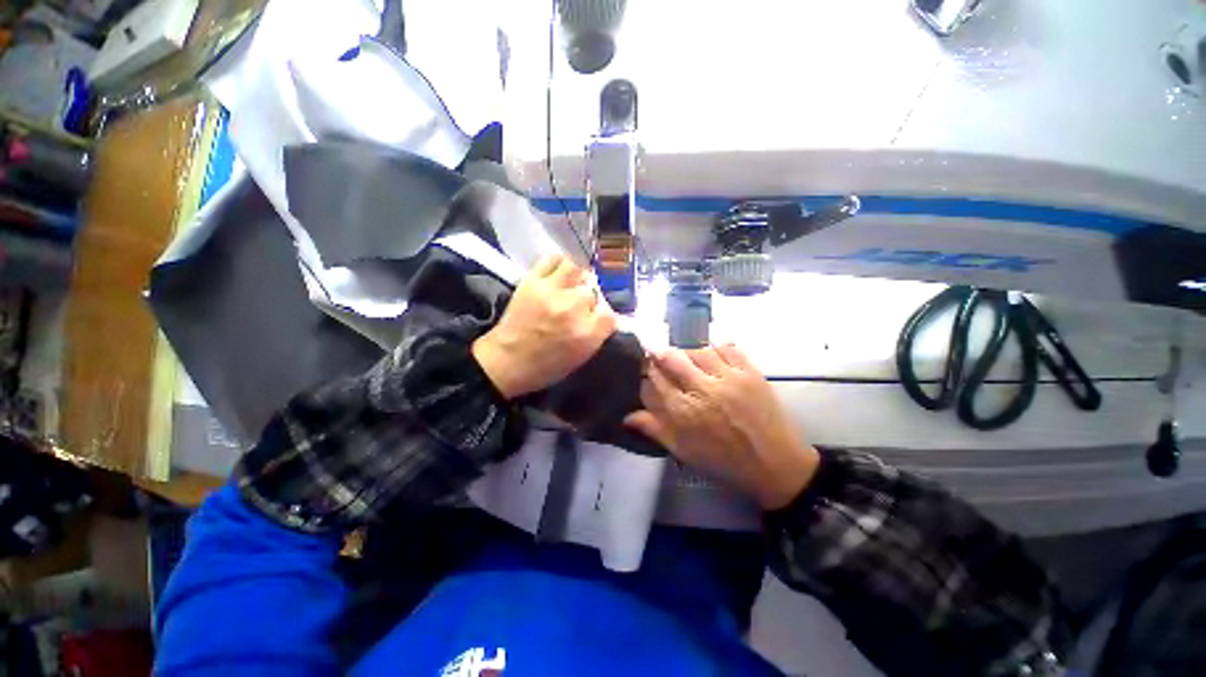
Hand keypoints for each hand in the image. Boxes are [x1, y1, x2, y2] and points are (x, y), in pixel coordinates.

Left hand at [472, 254, 616, 398]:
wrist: (505, 362)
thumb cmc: (544, 367)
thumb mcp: (578, 359)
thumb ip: (595, 335)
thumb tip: (602, 316)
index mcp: (586, 334)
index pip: (610, 314)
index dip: (603, 316)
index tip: (595, 320)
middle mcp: (572, 309)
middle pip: (593, 292)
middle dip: (588, 300)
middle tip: (578, 306)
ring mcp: (551, 292)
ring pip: (576, 269)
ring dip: (576, 277)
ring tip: (571, 284)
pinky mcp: (532, 281)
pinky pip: (553, 259)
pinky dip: (558, 263)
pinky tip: (558, 273)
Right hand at [624, 344, 819, 509]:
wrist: (776, 465)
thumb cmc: (725, 461)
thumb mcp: (684, 451)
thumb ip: (655, 429)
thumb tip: (626, 416)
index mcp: (684, 412)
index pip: (654, 379)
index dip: (646, 371)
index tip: (646, 369)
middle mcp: (703, 389)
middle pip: (672, 359)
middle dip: (660, 354)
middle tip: (659, 356)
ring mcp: (729, 378)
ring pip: (697, 350)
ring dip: (687, 352)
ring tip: (687, 359)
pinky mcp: (751, 372)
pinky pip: (728, 347)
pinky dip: (716, 347)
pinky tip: (712, 355)